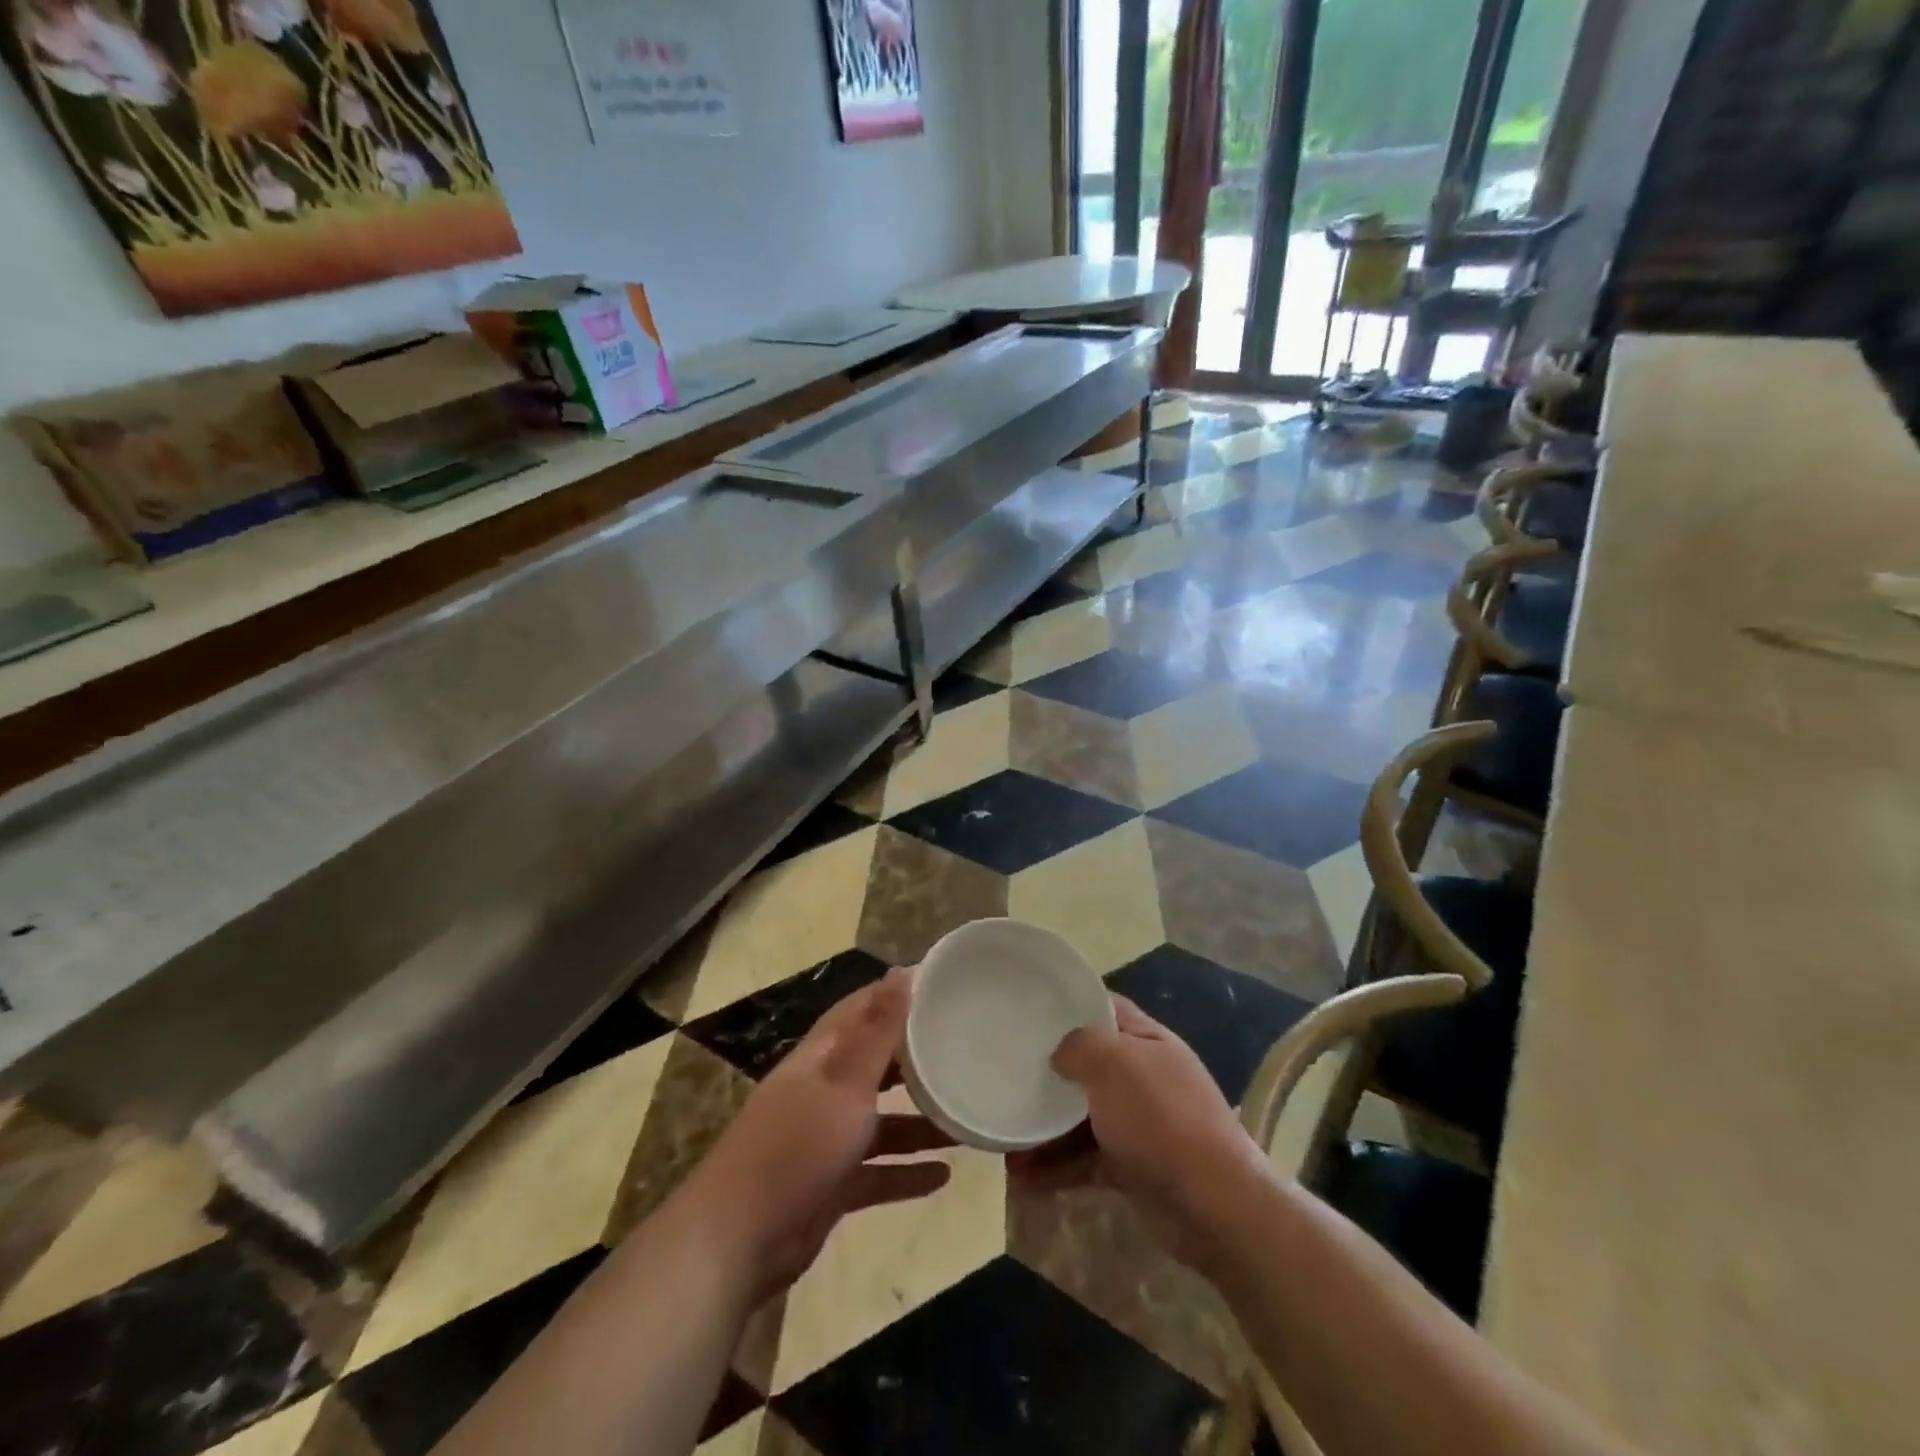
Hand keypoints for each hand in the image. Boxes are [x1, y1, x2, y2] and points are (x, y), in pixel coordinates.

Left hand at [685, 967, 955, 1296]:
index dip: (897, 995)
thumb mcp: (845, 1082)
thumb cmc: (797, 1146)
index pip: (862, 1010)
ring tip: (965, 1117)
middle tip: (964, 1047)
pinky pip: (878, 1171)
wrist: (737, 1241)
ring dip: (920, 1121)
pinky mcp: (831, 1185)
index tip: (942, 986)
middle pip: (875, 1064)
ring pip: (882, 1121)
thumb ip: (878, 1031)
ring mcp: (826, 1140)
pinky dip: (907, 1172)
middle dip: (915, 1057)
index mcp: (822, 1056)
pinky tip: (945, 1176)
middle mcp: (824, 1090)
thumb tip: (902, 971)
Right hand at [1007, 996, 1264, 1267]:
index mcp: (1146, 1040)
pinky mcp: (1133, 1168)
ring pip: (1082, 1117)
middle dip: (1049, 1074)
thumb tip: (1059, 1055)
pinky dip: (1057, 1168)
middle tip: (1007, 1075)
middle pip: (1088, 1066)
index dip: (1070, 1004)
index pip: (1105, 1008)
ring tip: (1005, 1143)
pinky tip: (1023, 1180)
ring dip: (1045, 1130)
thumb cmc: (1161, 1118)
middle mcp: (1144, 1077)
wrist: (1214, 1206)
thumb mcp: (1115, 1064)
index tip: (1030, 1009)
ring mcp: (1139, 1124)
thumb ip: (1080, 1046)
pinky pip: (1086, 1160)